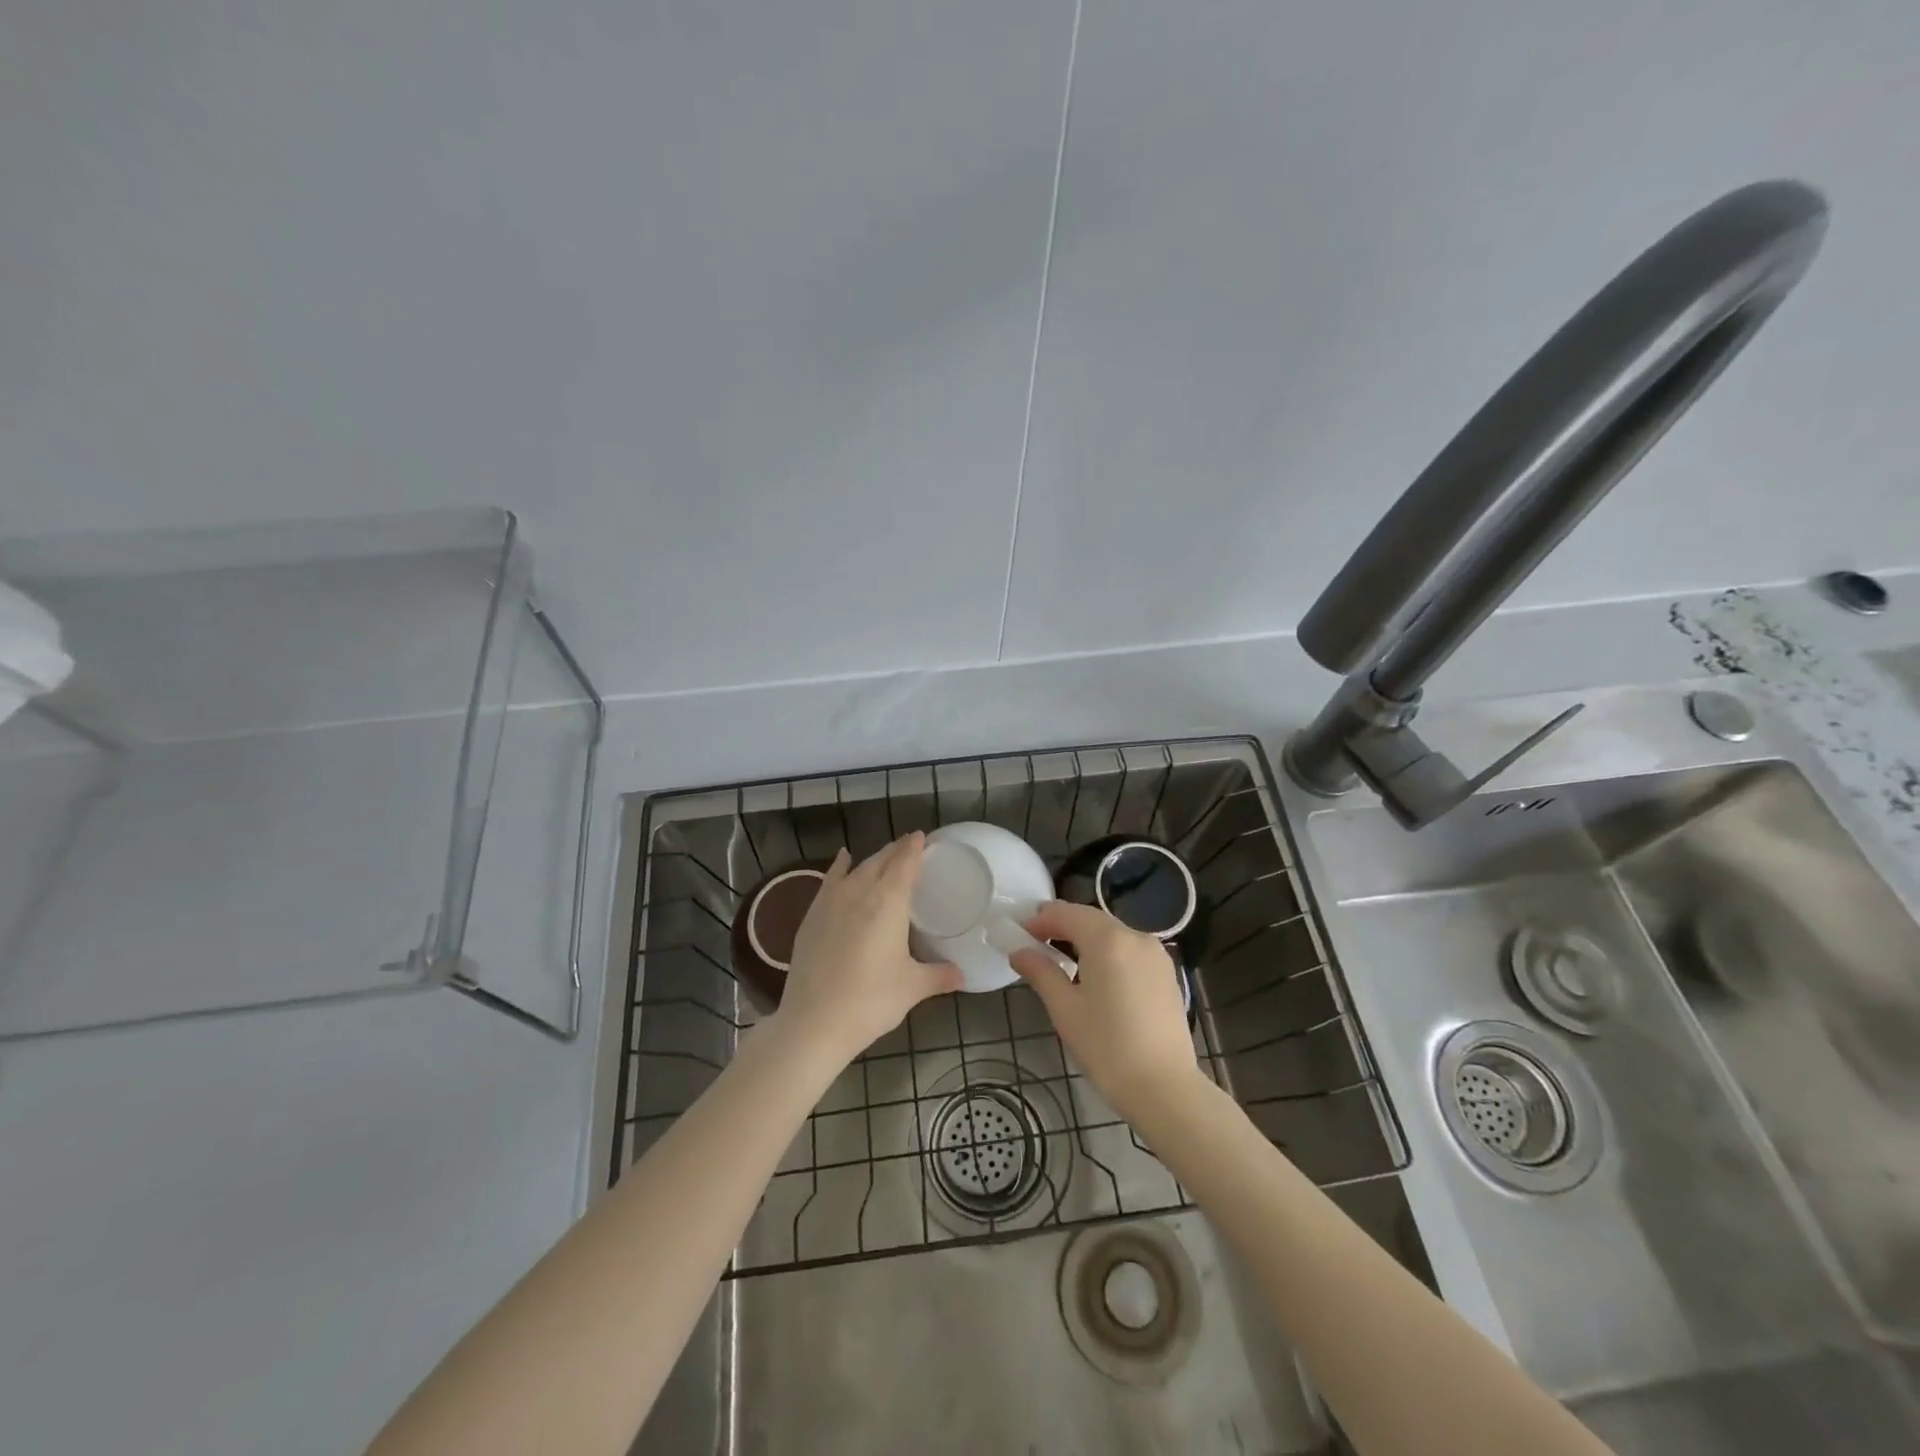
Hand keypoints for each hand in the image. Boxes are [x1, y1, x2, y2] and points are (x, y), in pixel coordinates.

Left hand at [772, 833, 961, 1067]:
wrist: (814, 1022)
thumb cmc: (871, 1001)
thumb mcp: (912, 988)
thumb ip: (939, 976)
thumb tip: (963, 975)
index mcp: (888, 902)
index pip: (905, 863)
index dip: (914, 848)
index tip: (923, 836)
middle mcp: (859, 891)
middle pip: (880, 861)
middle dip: (896, 851)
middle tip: (910, 846)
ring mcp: (831, 902)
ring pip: (856, 868)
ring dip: (872, 859)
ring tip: (884, 856)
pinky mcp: (811, 916)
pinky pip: (830, 880)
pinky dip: (839, 867)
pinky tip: (843, 859)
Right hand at [1008, 901, 1199, 1123]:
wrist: (1165, 1088)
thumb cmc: (1107, 1048)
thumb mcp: (1065, 1009)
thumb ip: (1041, 972)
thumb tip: (1019, 951)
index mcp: (1108, 940)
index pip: (1067, 913)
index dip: (1041, 920)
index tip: (1020, 935)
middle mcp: (1136, 936)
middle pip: (1092, 919)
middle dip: (1063, 925)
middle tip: (1036, 943)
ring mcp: (1156, 954)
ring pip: (1113, 933)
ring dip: (1086, 937)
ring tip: (1062, 958)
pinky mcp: (1166, 973)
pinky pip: (1130, 949)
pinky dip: (1108, 952)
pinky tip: (1096, 975)